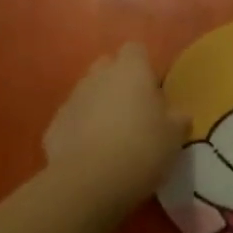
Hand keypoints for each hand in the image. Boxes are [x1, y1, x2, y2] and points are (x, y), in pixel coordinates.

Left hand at [42, 44, 188, 221]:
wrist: (90, 182)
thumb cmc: (141, 149)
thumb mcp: (174, 136)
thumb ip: (177, 119)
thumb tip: (178, 115)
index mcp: (131, 71)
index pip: (135, 50)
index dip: (144, 67)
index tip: (153, 90)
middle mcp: (98, 76)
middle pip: (107, 66)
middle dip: (117, 82)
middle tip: (133, 111)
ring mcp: (72, 99)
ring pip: (87, 93)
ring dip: (98, 106)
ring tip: (112, 137)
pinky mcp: (53, 126)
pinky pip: (72, 120)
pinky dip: (80, 131)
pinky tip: (91, 155)